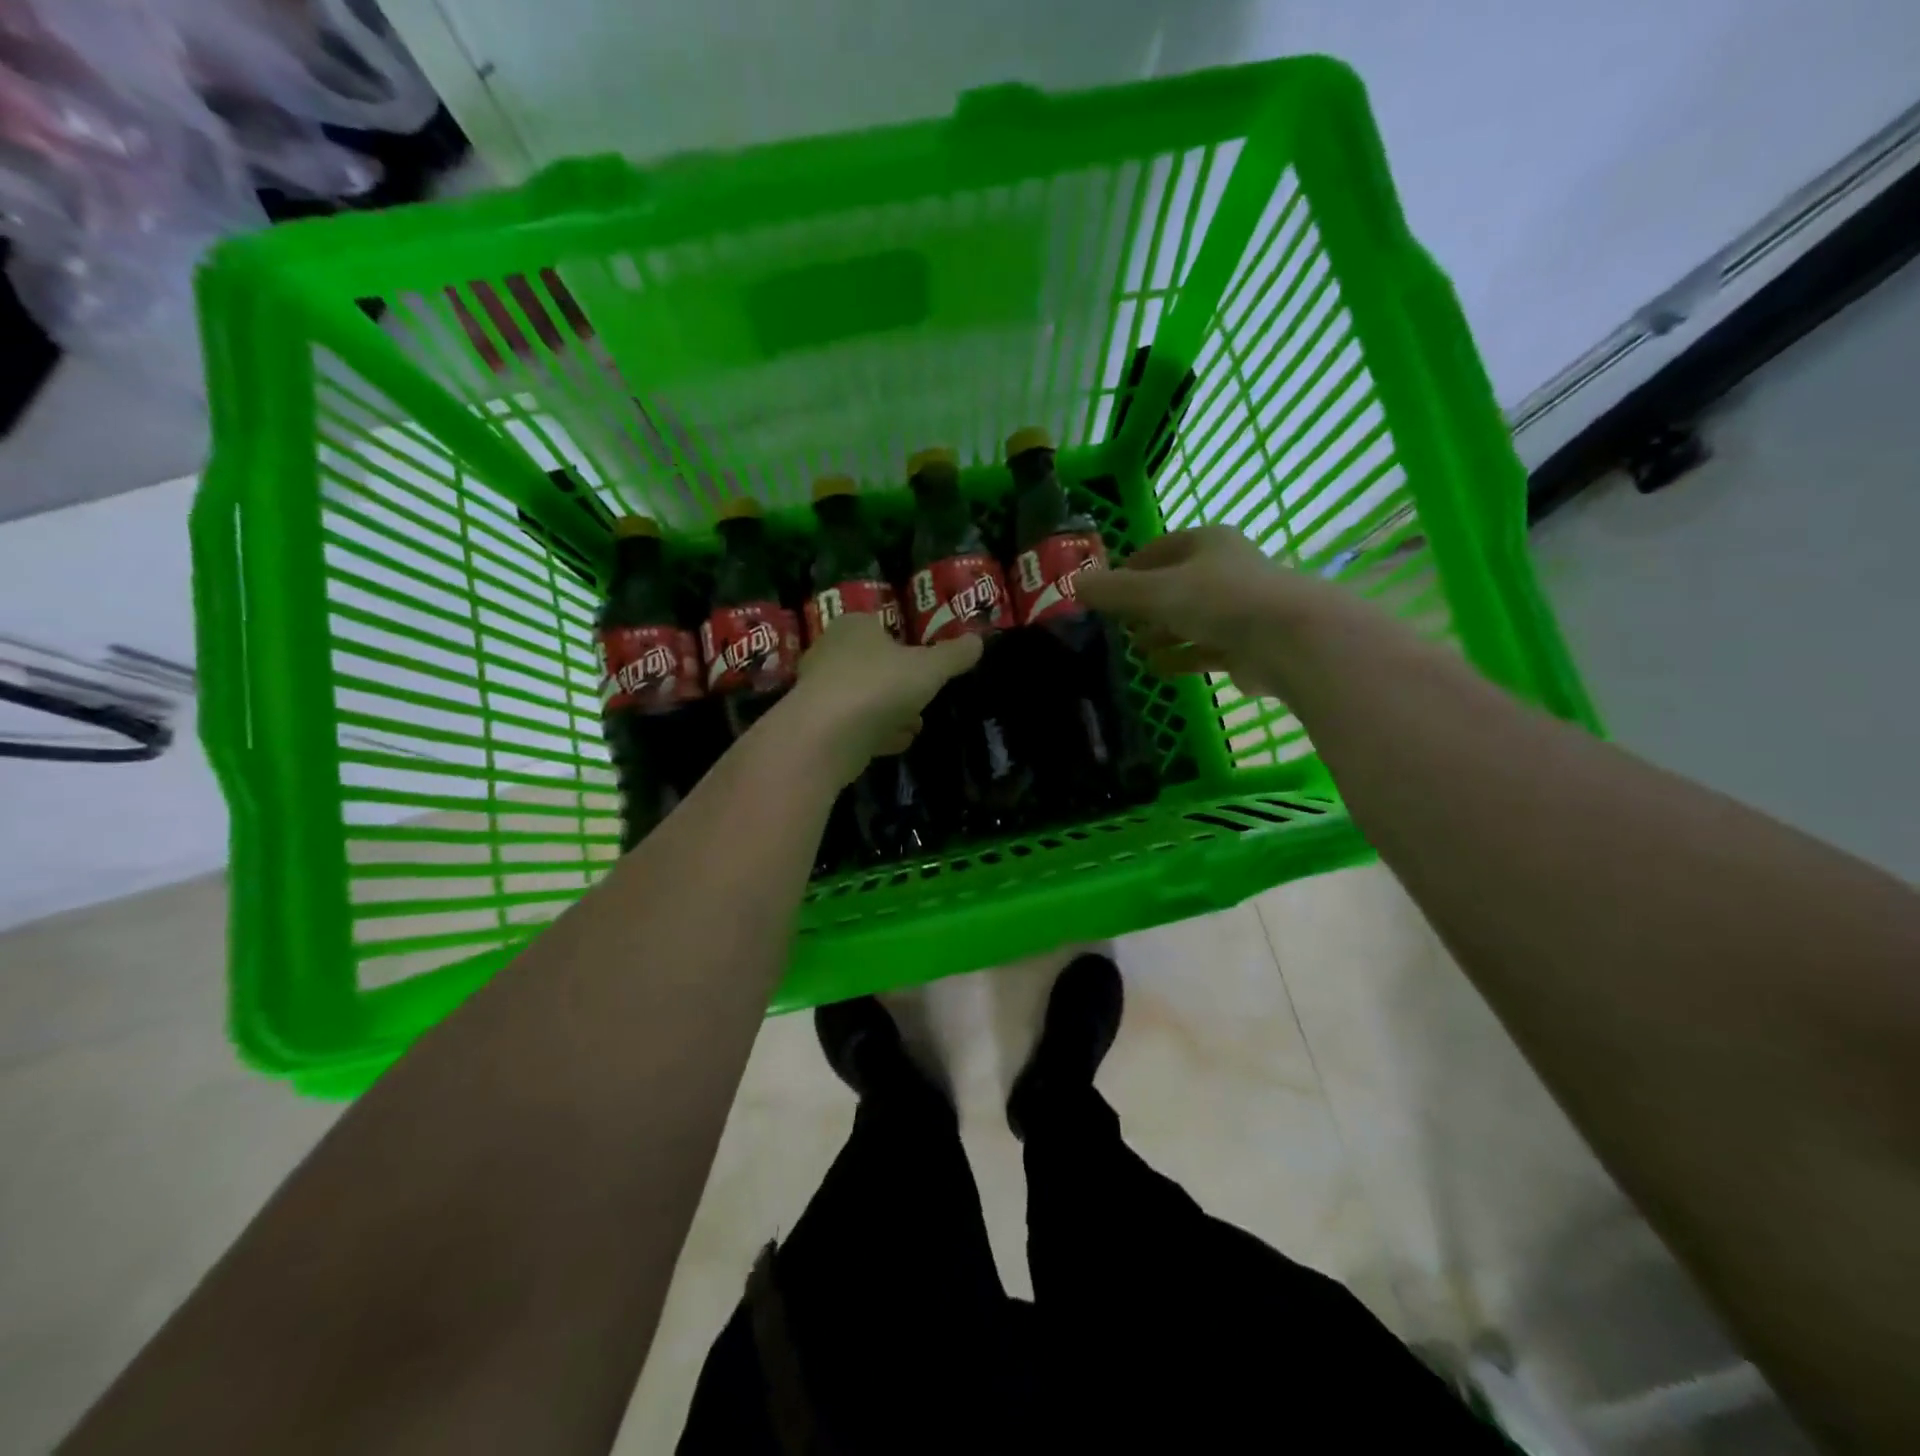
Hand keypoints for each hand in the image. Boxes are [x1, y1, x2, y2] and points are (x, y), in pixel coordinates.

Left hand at [785, 613, 982, 782]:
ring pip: (863, 696)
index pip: (881, 625)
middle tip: (923, 697)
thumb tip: (978, 640)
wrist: (825, 737)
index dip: (905, 644)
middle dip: (899, 683)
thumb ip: (954, 655)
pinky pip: (853, 725)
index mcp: (854, 626)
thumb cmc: (879, 686)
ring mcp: (820, 690)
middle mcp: (831, 651)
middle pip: (873, 663)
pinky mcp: (816, 726)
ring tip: (915, 725)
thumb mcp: (929, 668)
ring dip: (889, 710)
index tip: (926, 665)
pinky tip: (895, 743)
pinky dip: (874, 732)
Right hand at [1076, 526, 1333, 698]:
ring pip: (1193, 618)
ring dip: (1163, 632)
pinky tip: (1158, 668)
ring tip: (1135, 649)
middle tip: (1118, 623)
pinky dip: (1183, 656)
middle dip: (1146, 604)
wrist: (1289, 640)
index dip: (1131, 566)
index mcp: (1208, 543)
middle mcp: (1227, 570)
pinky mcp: (1251, 645)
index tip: (1107, 587)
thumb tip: (1073, 584)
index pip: (1161, 548)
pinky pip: (1208, 648)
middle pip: (1177, 585)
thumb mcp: (1155, 592)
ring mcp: (1242, 608)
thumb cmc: (1218, 600)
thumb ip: (1114, 590)